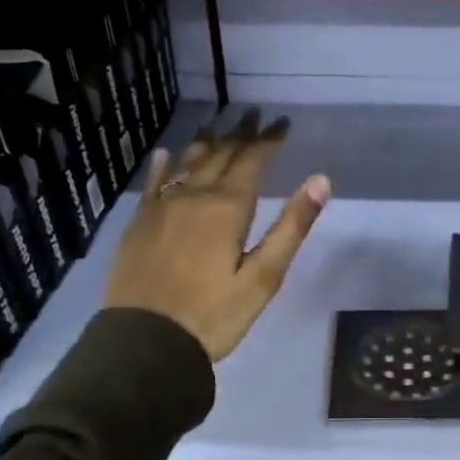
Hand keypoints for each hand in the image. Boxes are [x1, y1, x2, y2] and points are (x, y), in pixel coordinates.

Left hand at [105, 111, 330, 361]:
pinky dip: (164, 164)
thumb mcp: (264, 278)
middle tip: (254, 114)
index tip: (282, 122)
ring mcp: (160, 207)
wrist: (144, 344)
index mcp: (226, 208)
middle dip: (240, 133)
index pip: (252, 160)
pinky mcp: (138, 224)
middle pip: (220, 154)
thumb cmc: (213, 315)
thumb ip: (291, 227)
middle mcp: (192, 196)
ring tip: (218, 123)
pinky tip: (166, 154)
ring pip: (186, 162)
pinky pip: (153, 183)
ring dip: (206, 141)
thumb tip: (320, 180)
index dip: (268, 139)